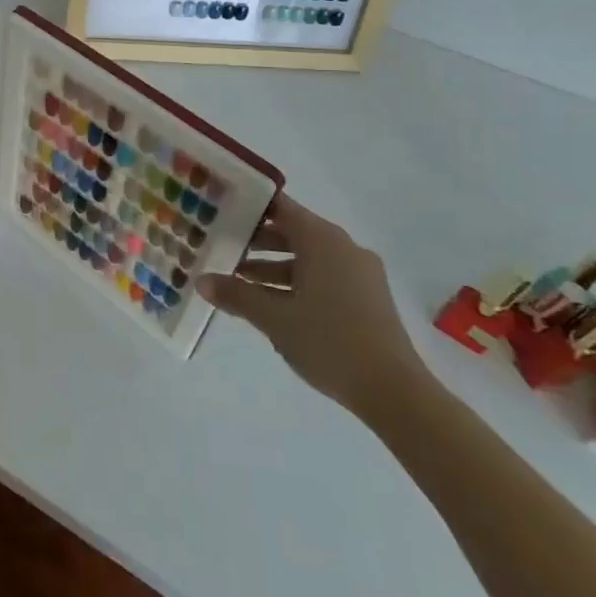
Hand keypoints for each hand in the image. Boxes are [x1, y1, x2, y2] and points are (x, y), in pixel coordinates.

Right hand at [197, 193, 424, 417]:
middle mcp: (343, 247)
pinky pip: (324, 277)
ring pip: (308, 257)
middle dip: (256, 241)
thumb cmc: (328, 341)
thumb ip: (235, 294)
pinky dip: (296, 282)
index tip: (221, 209)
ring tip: (239, 280)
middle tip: (221, 246)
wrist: (394, 391)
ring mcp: (360, 274)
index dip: (249, 206)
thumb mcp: (273, 317)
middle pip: (292, 231)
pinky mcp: (367, 298)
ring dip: (273, 266)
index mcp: (322, 240)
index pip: (280, 207)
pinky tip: (272, 304)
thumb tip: (201, 280)